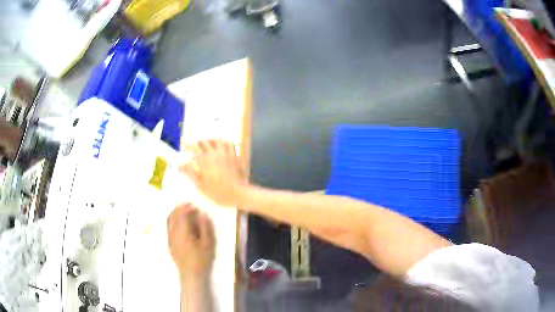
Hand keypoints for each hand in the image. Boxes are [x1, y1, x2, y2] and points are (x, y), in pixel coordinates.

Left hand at [167, 204, 215, 283]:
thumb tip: (202, 214)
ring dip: (175, 214)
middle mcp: (173, 233)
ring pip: (169, 221)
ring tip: (184, 213)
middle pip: (173, 215)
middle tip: (189, 206)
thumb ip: (205, 227)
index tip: (195, 207)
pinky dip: (173, 221)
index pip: (181, 214)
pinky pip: (168, 228)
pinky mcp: (170, 244)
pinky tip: (180, 225)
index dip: (187, 208)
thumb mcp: (208, 243)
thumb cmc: (201, 260)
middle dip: (180, 209)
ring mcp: (170, 238)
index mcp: (182, 231)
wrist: (191, 275)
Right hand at [180, 140, 247, 206]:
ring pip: (217, 140)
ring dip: (209, 140)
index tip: (182, 142)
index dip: (187, 144)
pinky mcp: (234, 156)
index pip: (193, 148)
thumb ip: (190, 173)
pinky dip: (224, 141)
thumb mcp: (200, 185)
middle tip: (193, 144)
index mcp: (205, 160)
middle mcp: (215, 154)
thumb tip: (180, 165)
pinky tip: (221, 143)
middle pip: (204, 142)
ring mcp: (226, 153)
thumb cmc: (217, 192)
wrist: (238, 194)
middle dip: (197, 142)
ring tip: (205, 142)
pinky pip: (229, 144)